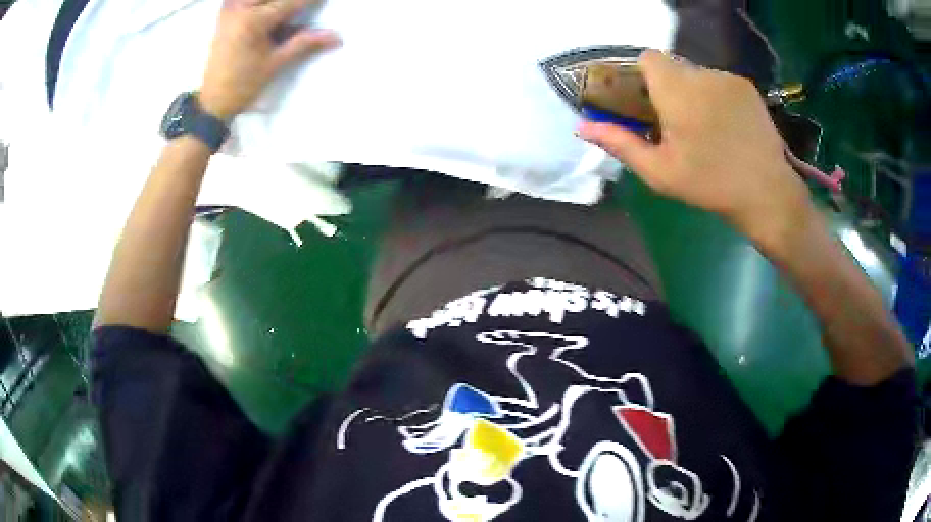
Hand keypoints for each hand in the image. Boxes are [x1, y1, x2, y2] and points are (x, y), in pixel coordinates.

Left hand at [199, 0, 340, 119]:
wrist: (212, 101)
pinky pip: (245, 1)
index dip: (312, 1)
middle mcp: (240, 7)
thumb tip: (337, 36)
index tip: (324, 2)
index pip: (292, 2)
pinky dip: (260, 5)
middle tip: (306, 8)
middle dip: (293, 2)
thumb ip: (305, 43)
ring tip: (285, 18)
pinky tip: (269, 12)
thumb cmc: (243, 85)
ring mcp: (230, 8)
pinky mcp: (225, 13)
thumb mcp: (275, 64)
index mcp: (253, 20)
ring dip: (276, 4)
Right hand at [578, 50, 813, 247]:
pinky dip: (715, 97)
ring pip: (697, 75)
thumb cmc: (710, 185)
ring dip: (693, 93)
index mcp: (676, 91)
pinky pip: (719, 82)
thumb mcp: (659, 171)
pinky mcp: (747, 88)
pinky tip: (727, 126)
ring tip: (706, 129)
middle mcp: (701, 74)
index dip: (642, 76)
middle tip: (676, 124)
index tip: (647, 103)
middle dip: (668, 89)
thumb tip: (582, 127)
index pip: (648, 58)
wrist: (768, 194)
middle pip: (672, 67)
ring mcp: (728, 79)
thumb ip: (619, 143)